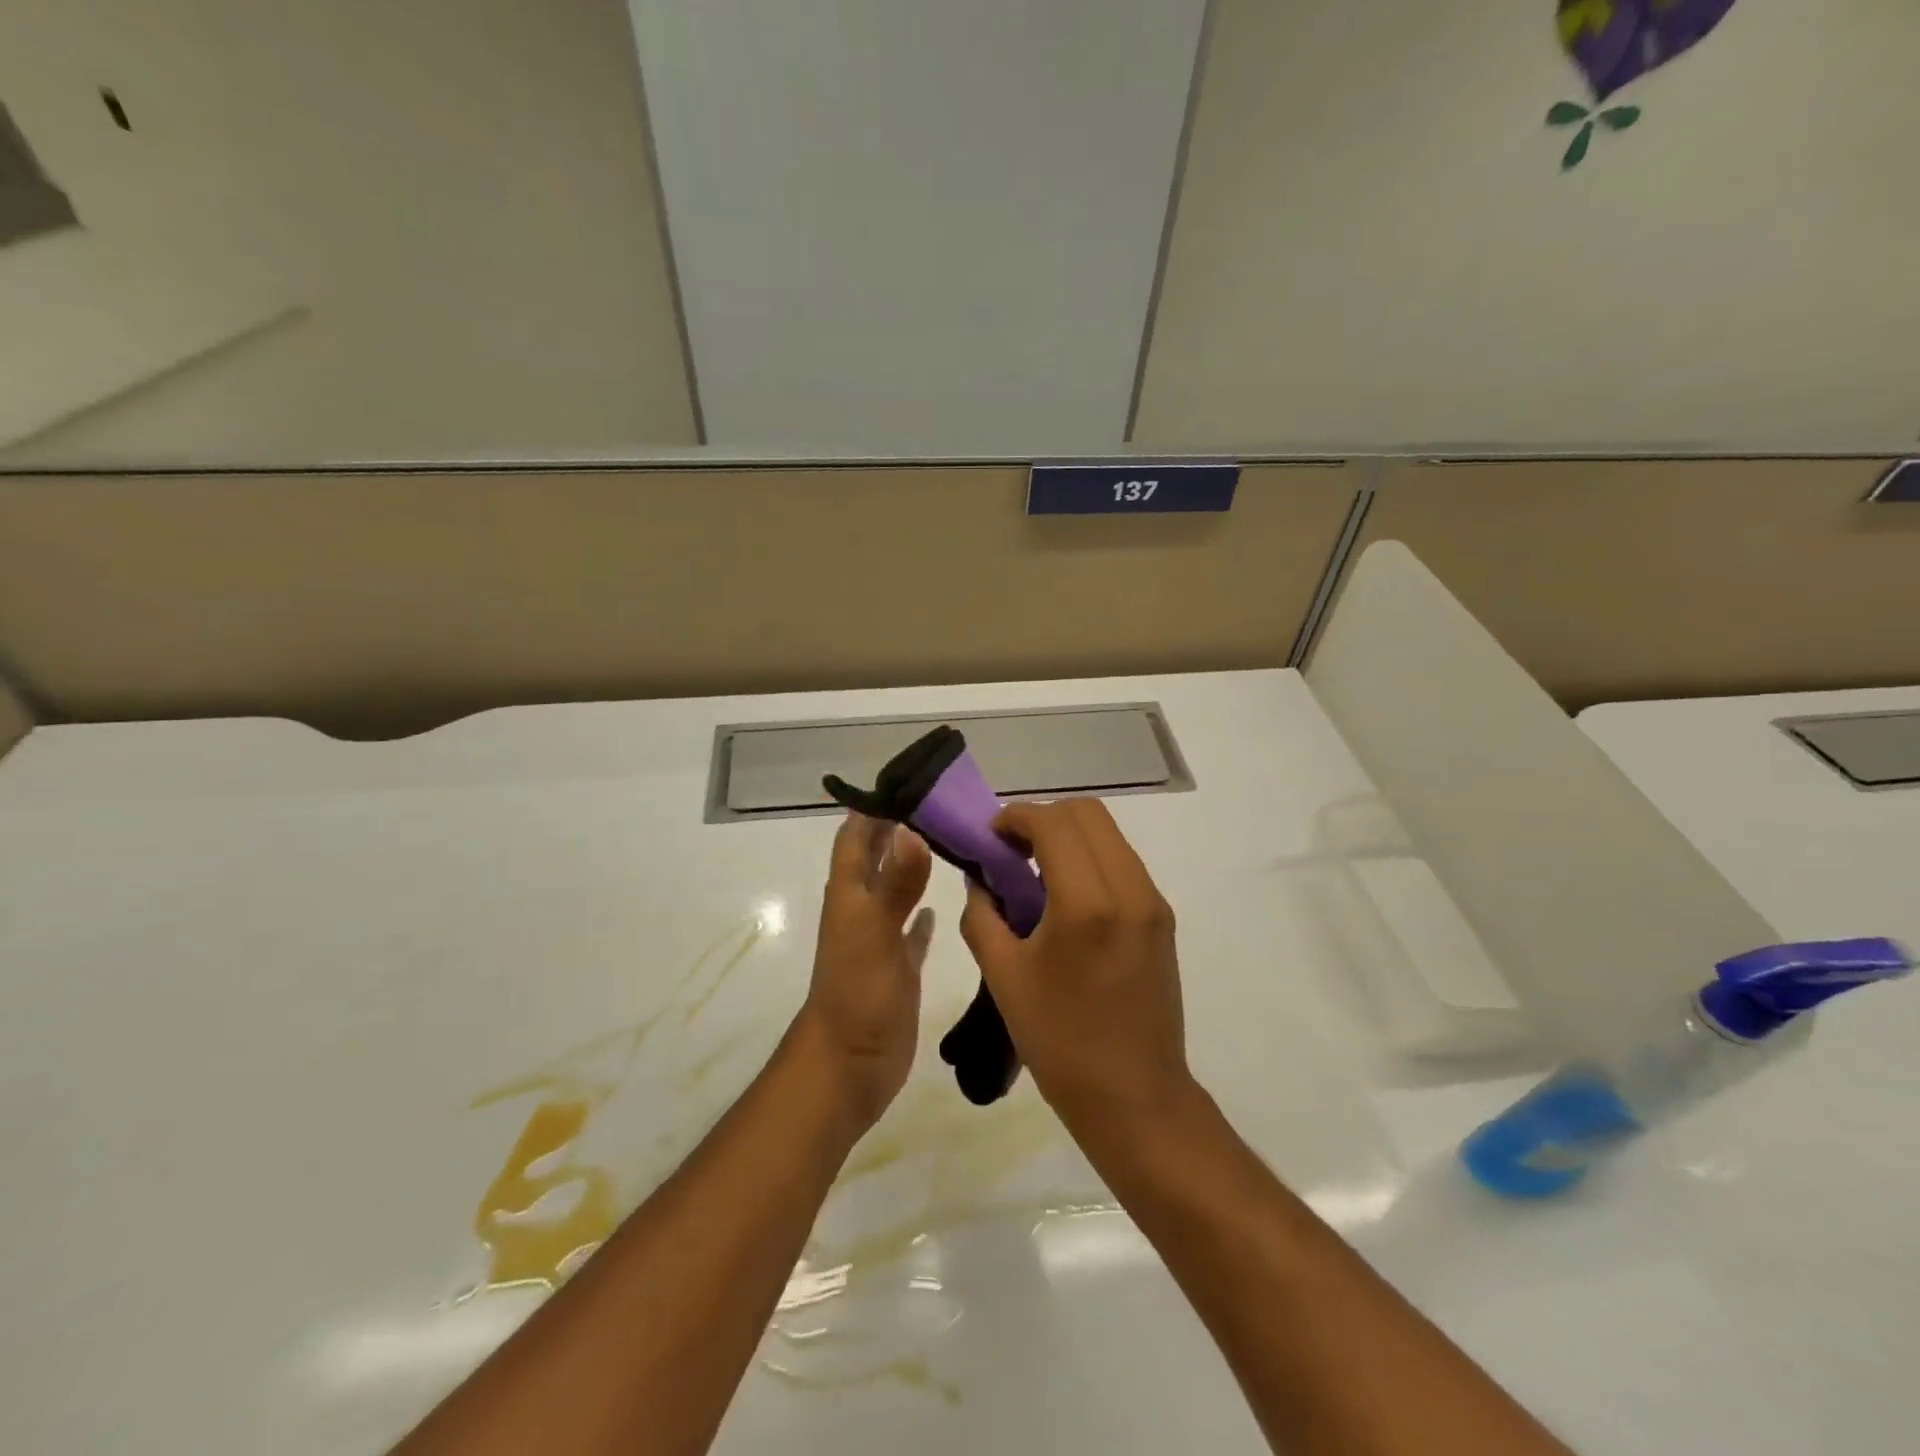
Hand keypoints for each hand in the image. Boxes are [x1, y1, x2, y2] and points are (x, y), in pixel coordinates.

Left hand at [794, 812, 934, 1133]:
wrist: (849, 1066)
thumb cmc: (857, 994)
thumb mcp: (874, 933)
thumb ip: (894, 883)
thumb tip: (910, 829)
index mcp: (849, 896)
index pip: (855, 838)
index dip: (872, 809)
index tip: (907, 780)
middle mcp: (862, 910)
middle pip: (875, 859)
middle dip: (896, 830)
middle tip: (937, 804)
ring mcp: (879, 941)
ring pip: (894, 891)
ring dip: (911, 867)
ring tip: (945, 841)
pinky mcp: (898, 969)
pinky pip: (910, 933)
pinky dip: (921, 917)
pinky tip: (938, 908)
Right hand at [959, 799, 1194, 1137]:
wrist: (1135, 1097)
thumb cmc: (1060, 1041)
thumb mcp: (1004, 977)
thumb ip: (983, 916)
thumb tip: (980, 880)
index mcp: (1087, 903)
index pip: (1054, 823)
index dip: (1016, 817)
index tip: (990, 836)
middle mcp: (1129, 889)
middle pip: (1088, 812)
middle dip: (1043, 818)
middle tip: (1011, 850)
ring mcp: (1153, 902)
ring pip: (1109, 834)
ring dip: (1069, 836)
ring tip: (1036, 871)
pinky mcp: (1162, 918)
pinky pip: (1123, 862)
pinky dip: (1090, 858)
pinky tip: (1065, 896)